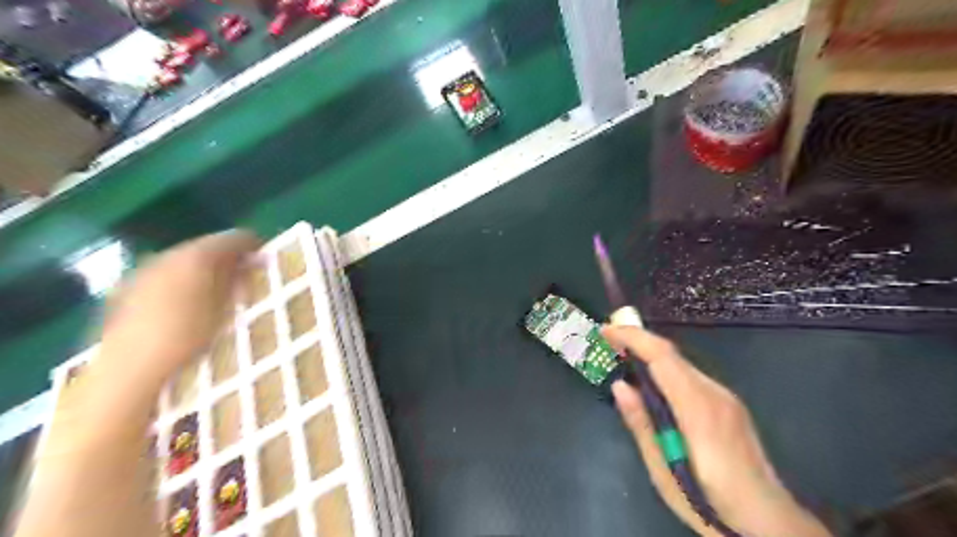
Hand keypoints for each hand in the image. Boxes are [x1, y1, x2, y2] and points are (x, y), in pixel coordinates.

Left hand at [97, 231, 260, 394]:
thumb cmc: (189, 337)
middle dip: (225, 257)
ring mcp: (143, 271)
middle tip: (244, 272)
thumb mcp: (225, 309)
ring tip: (218, 287)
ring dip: (202, 268)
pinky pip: (163, 275)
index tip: (264, 257)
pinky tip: (187, 300)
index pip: (231, 239)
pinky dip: (181, 280)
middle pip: (204, 247)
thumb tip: (251, 263)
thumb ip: (239, 281)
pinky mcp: (126, 289)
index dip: (251, 245)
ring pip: (182, 260)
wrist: (130, 369)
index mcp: (195, 257)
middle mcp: (167, 256)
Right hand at [609, 325, 825, 533]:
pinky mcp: (729, 405)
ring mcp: (726, 398)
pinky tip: (651, 383)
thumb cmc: (711, 504)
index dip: (633, 337)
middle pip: (672, 355)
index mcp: (698, 409)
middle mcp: (715, 394)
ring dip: (650, 354)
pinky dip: (665, 370)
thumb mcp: (664, 471)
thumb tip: (620, 385)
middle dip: (638, 341)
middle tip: (607, 341)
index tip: (605, 330)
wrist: (770, 523)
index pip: (662, 357)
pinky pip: (690, 376)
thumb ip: (641, 424)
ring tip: (622, 358)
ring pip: (681, 364)